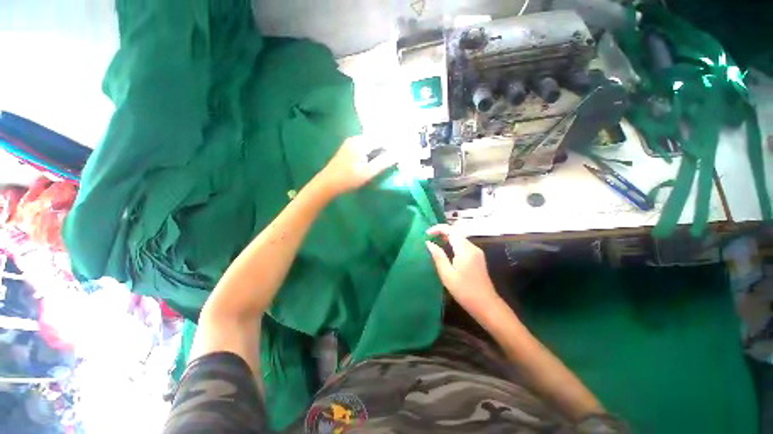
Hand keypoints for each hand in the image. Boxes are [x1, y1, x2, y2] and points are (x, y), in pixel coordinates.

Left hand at [315, 135, 395, 196]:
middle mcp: (355, 139)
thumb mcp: (368, 172)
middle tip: (397, 156)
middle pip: (376, 139)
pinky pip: (364, 147)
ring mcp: (350, 143)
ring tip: (389, 158)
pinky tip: (376, 160)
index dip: (392, 145)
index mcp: (360, 142)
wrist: (326, 184)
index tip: (401, 153)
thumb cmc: (347, 179)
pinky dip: (372, 152)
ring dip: (380, 150)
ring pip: (370, 143)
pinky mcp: (348, 150)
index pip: (382, 139)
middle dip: (387, 147)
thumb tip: (398, 155)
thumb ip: (383, 162)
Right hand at [425, 224, 501, 318]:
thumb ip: (438, 256)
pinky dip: (453, 243)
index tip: (427, 234)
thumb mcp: (447, 274)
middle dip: (442, 232)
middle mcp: (472, 247)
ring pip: (460, 238)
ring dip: (447, 237)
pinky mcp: (477, 257)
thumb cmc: (464, 290)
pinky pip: (463, 245)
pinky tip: (446, 250)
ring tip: (435, 242)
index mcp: (465, 250)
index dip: (438, 228)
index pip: (451, 230)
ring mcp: (477, 252)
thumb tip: (429, 243)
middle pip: (456, 232)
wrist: (486, 304)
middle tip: (429, 238)